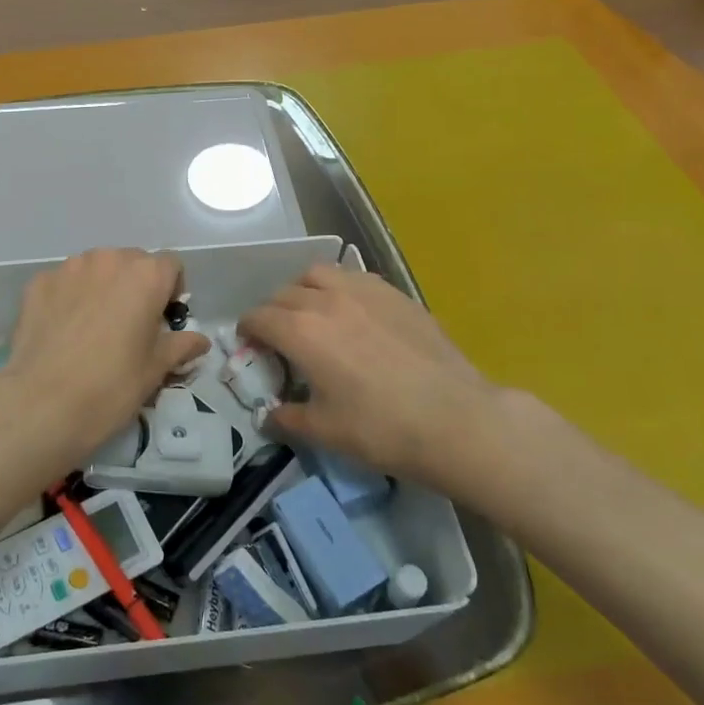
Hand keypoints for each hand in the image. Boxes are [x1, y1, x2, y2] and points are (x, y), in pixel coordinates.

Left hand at [0, 249, 210, 473]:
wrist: (42, 404)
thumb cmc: (112, 386)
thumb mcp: (155, 369)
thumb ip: (181, 346)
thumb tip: (200, 341)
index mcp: (146, 276)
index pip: (171, 266)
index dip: (171, 291)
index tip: (163, 320)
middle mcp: (109, 260)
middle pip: (133, 262)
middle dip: (136, 286)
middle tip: (129, 326)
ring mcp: (69, 268)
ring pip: (97, 269)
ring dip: (102, 288)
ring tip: (93, 328)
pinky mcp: (38, 282)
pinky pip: (65, 282)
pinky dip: (70, 297)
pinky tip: (63, 331)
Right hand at [239, 264, 547, 490]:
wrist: (455, 420)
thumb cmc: (382, 429)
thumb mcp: (324, 431)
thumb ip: (287, 417)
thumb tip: (268, 415)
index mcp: (300, 331)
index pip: (259, 318)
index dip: (248, 331)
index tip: (250, 346)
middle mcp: (326, 300)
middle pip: (284, 294)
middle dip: (273, 313)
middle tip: (280, 339)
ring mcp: (363, 291)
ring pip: (318, 274)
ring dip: (304, 290)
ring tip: (313, 313)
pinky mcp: (395, 294)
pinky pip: (355, 277)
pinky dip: (340, 288)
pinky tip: (353, 313)